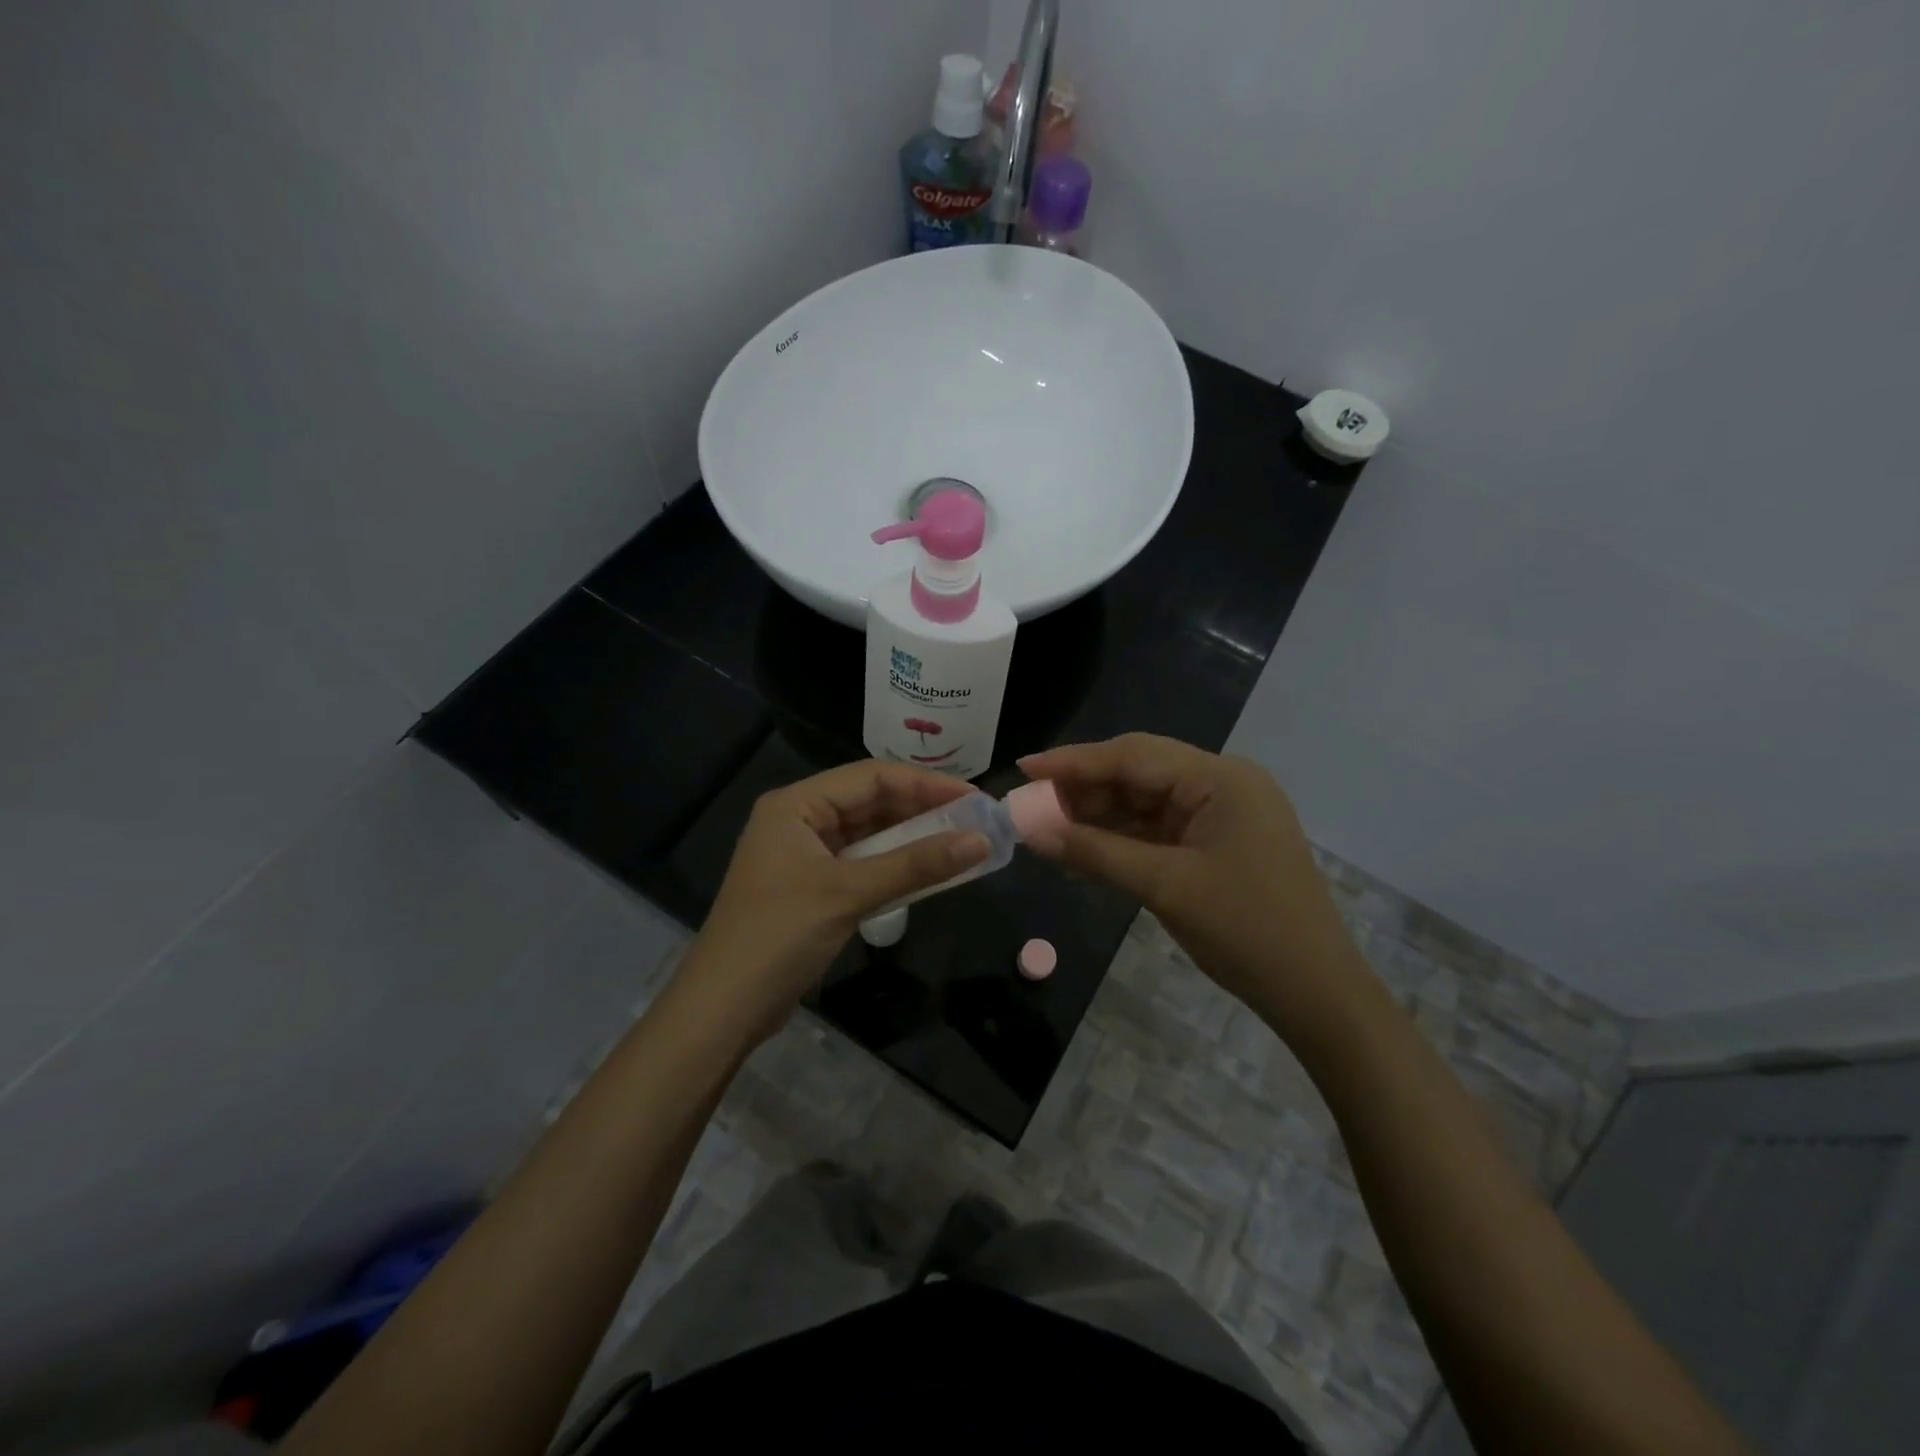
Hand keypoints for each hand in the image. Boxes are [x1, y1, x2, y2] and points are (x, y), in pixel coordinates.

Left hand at [683, 760, 990, 1035]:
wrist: (723, 1010)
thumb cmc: (779, 937)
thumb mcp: (849, 894)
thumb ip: (915, 865)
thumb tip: (980, 841)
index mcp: (796, 805)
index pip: (871, 776)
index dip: (925, 784)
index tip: (973, 798)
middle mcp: (799, 820)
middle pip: (870, 801)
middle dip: (922, 809)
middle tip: (975, 820)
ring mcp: (804, 855)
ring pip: (869, 833)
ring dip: (912, 838)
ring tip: (962, 841)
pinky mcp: (812, 886)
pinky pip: (862, 863)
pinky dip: (895, 865)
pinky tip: (929, 871)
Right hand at [1018, 734, 1372, 1031]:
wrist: (1317, 994)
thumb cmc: (1246, 932)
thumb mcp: (1164, 887)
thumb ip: (1095, 852)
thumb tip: (1032, 831)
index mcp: (1221, 779)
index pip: (1133, 756)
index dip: (1074, 761)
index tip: (1024, 768)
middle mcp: (1223, 784)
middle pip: (1139, 773)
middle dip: (1083, 789)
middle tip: (1030, 806)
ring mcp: (1222, 814)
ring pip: (1145, 802)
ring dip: (1099, 815)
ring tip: (1047, 830)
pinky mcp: (1217, 843)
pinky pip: (1159, 830)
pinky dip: (1122, 839)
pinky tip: (1084, 850)